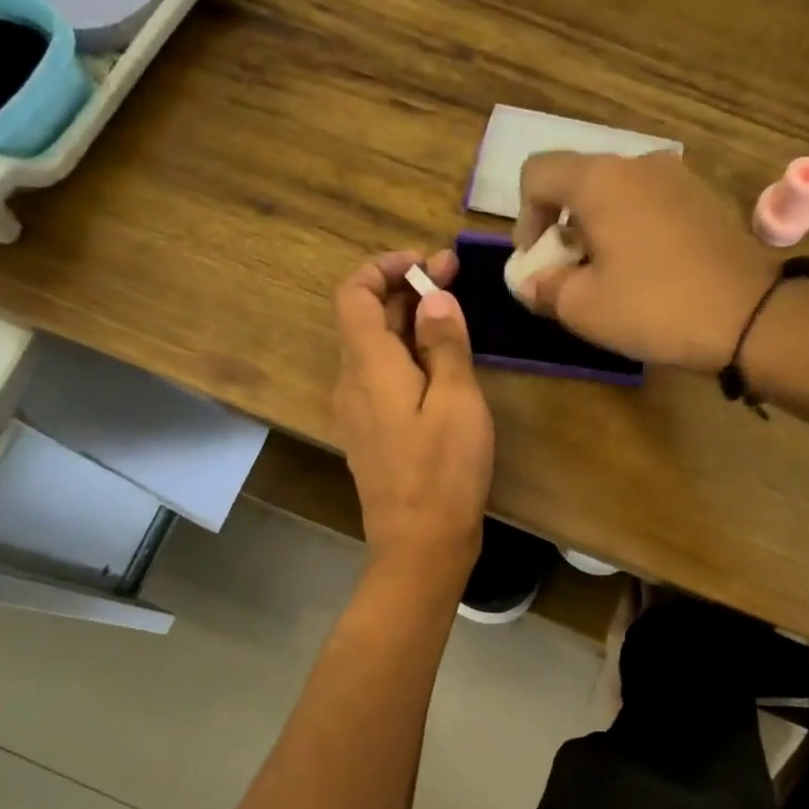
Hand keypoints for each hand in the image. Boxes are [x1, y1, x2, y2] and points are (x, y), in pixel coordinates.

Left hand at [333, 250, 494, 572]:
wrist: (420, 544)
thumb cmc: (443, 471)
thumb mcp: (456, 400)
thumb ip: (443, 344)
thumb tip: (433, 299)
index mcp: (368, 366)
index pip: (353, 293)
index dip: (383, 267)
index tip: (426, 263)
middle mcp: (352, 383)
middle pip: (366, 319)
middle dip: (406, 290)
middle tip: (453, 276)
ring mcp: (358, 412)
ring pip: (376, 350)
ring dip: (408, 323)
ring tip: (453, 315)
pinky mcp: (372, 435)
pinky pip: (382, 380)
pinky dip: (407, 357)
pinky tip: (441, 365)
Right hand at [513, 152, 792, 373]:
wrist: (751, 315)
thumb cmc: (654, 307)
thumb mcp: (582, 308)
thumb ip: (543, 287)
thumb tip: (530, 281)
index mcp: (600, 179)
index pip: (537, 173)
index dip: (524, 219)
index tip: (538, 263)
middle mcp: (639, 163)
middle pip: (579, 183)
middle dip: (562, 229)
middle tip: (570, 278)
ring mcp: (678, 178)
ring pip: (617, 196)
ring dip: (599, 232)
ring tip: (609, 281)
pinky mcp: (705, 200)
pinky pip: (651, 207)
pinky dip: (633, 233)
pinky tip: (647, 276)